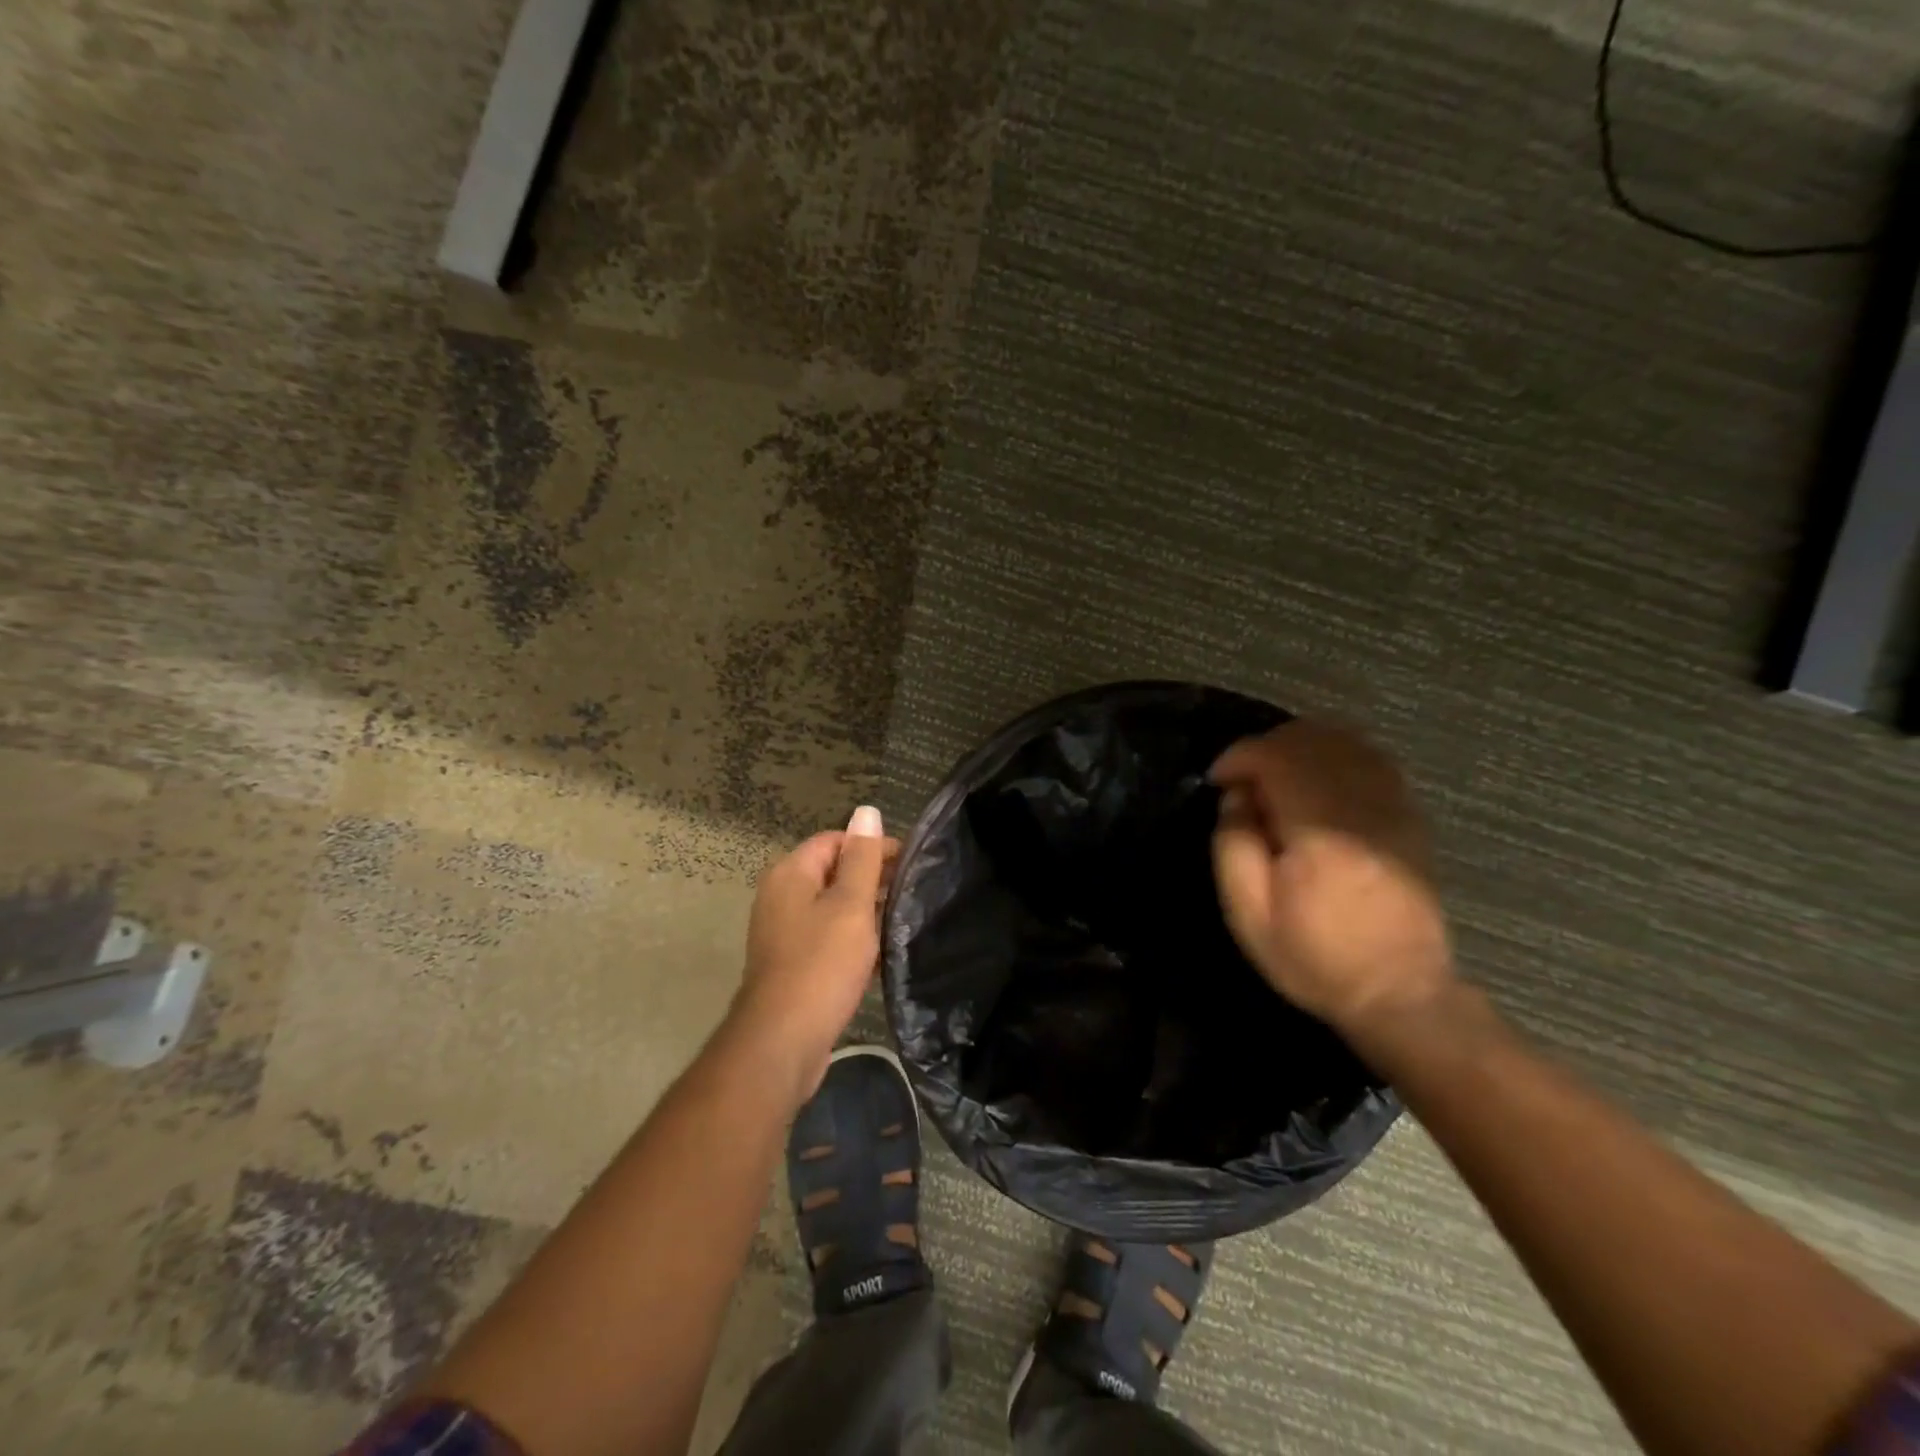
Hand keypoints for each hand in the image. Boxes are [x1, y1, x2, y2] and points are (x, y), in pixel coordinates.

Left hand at [730, 807, 896, 1105]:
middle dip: (871, 879)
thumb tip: (867, 810)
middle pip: (832, 872)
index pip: (836, 840)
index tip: (910, 862)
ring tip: (901, 921)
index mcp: (790, 874)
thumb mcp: (850, 905)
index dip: (872, 846)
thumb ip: (862, 858)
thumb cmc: (820, 965)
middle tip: (911, 892)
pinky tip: (880, 955)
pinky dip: (852, 940)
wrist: (782, 1042)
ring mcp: (783, 932)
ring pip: (831, 908)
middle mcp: (781, 896)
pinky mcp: (791, 963)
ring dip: (864, 912)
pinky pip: (827, 938)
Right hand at [1210, 720, 1454, 1034]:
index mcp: (1319, 830)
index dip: (1240, 757)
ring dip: (1301, 746)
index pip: (1277, 757)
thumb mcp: (1249, 913)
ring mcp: (1394, 808)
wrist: (1400, 992)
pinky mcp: (1409, 817)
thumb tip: (1238, 796)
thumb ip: (1233, 844)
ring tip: (1275, 776)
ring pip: (1346, 740)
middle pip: (1313, 738)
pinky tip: (1316, 782)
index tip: (1218, 780)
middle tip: (1242, 779)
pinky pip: (1372, 759)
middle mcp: (1362, 806)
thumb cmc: (1314, 957)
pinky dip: (1336, 756)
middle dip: (1267, 746)